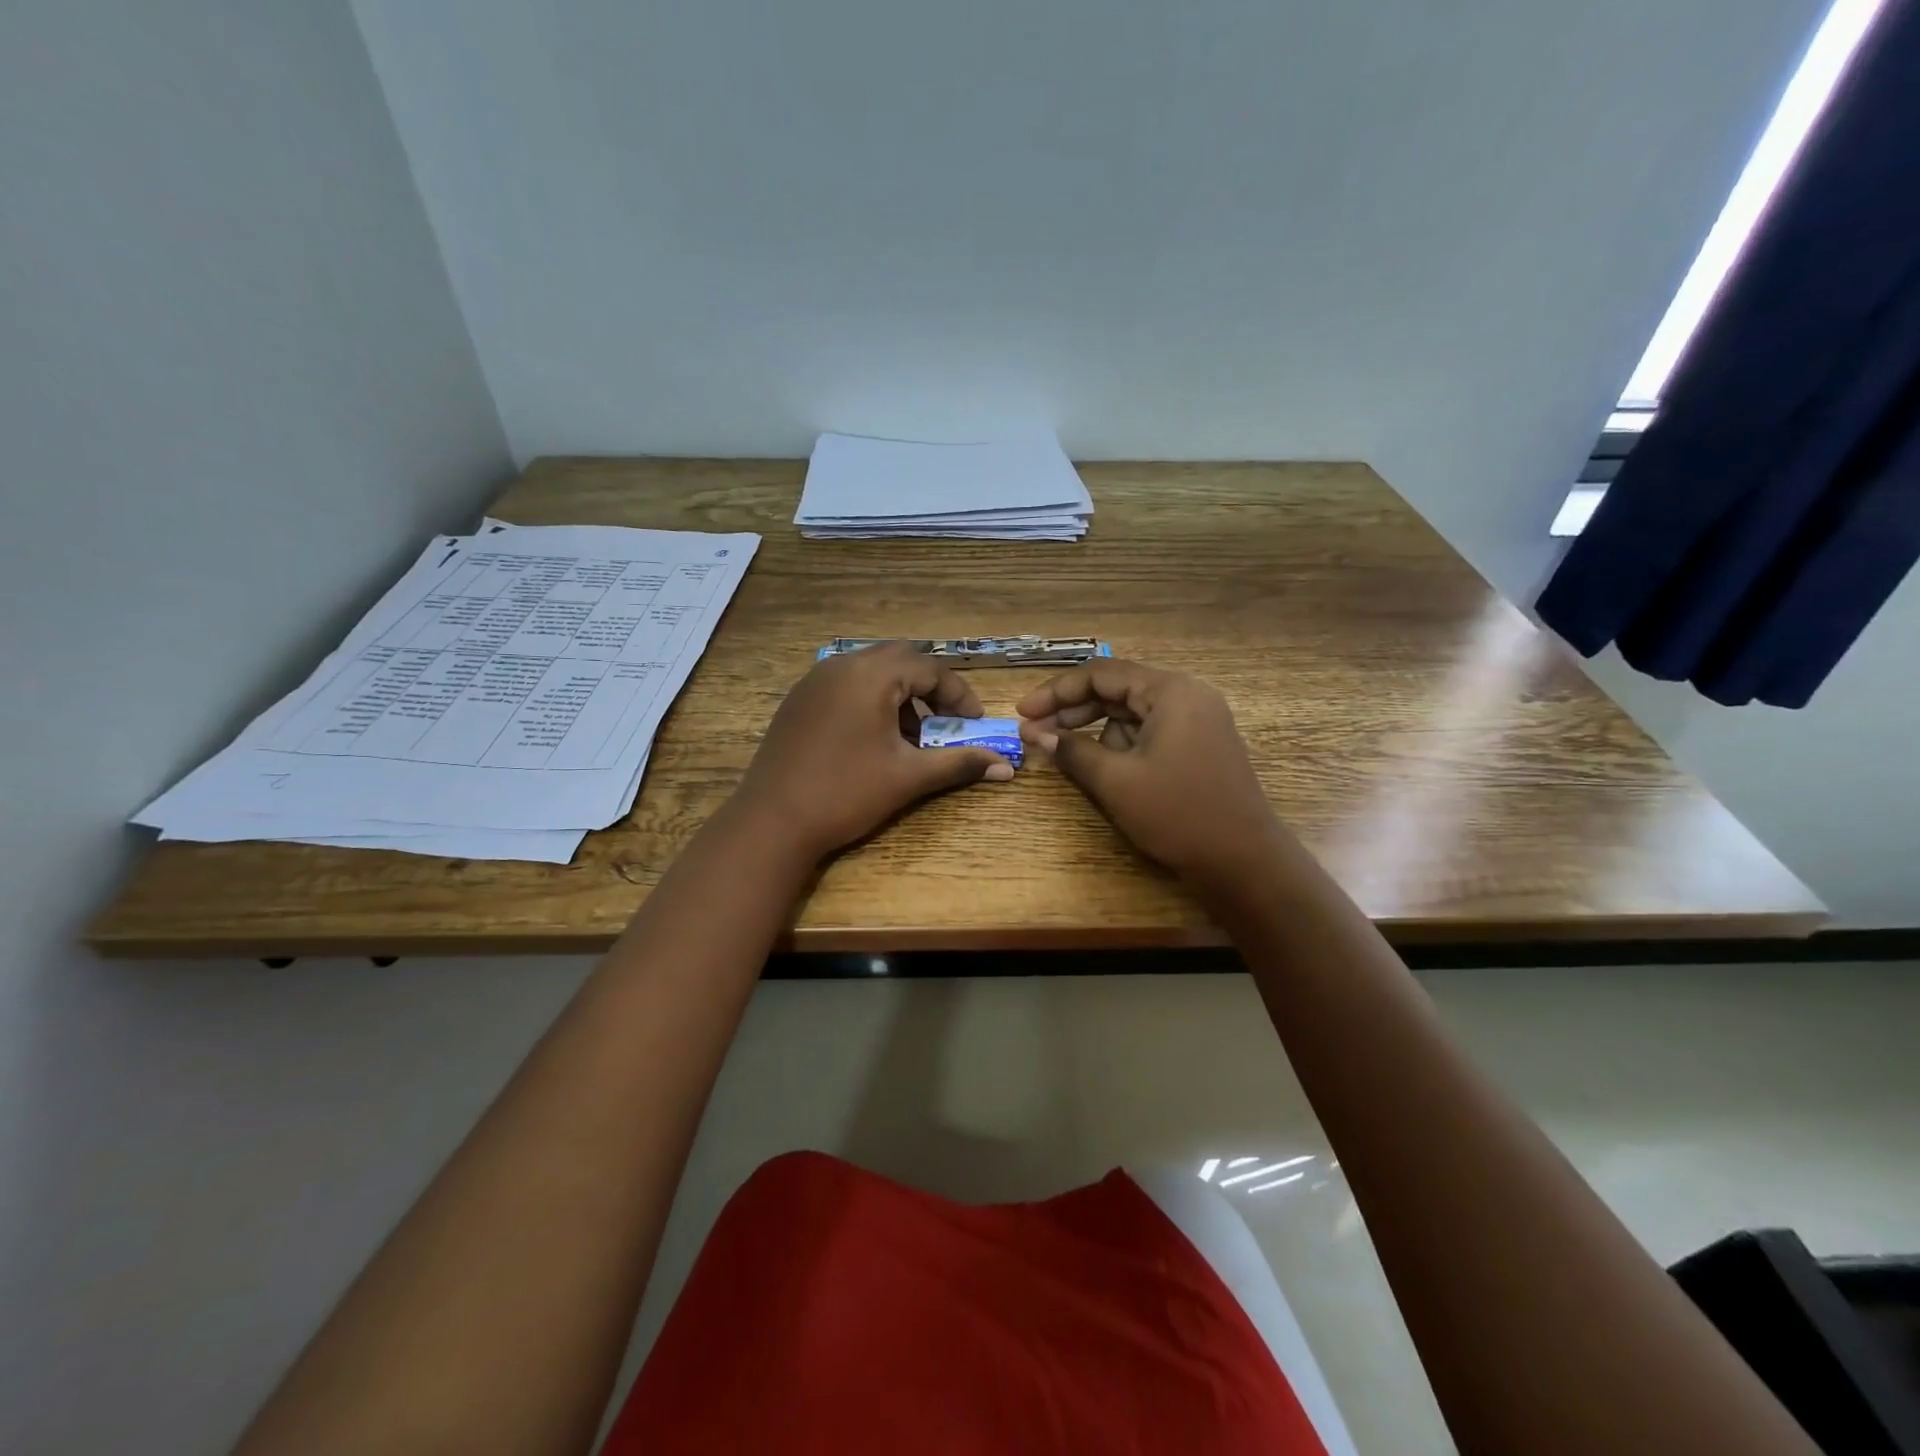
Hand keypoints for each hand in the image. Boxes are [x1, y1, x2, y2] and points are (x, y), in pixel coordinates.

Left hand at [731, 642, 1014, 861]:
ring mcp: (814, 681)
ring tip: (911, 736)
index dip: (959, 694)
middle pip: (900, 660)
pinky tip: (873, 740)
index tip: (975, 724)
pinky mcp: (798, 701)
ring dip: (900, 695)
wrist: (772, 821)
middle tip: (946, 722)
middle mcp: (841, 664)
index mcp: (871, 674)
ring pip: (871, 671)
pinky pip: (845, 685)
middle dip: (930, 689)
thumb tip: (1007, 766)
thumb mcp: (909, 777)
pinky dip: (870, 701)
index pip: (930, 668)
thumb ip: (959, 763)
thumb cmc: (846, 793)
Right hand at [1018, 659, 1284, 883]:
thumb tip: (1036, 734)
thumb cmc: (1178, 814)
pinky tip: (1105, 769)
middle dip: (1073, 711)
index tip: (1022, 712)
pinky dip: (1122, 745)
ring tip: (1070, 757)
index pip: (1101, 674)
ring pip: (1132, 713)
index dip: (1056, 692)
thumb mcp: (1116, 781)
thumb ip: (1072, 750)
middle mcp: (1187, 696)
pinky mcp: (1200, 745)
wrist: (1244, 861)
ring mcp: (1198, 721)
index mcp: (1171, 692)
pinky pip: (1150, 732)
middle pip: (1117, 690)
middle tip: (1034, 732)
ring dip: (1097, 731)